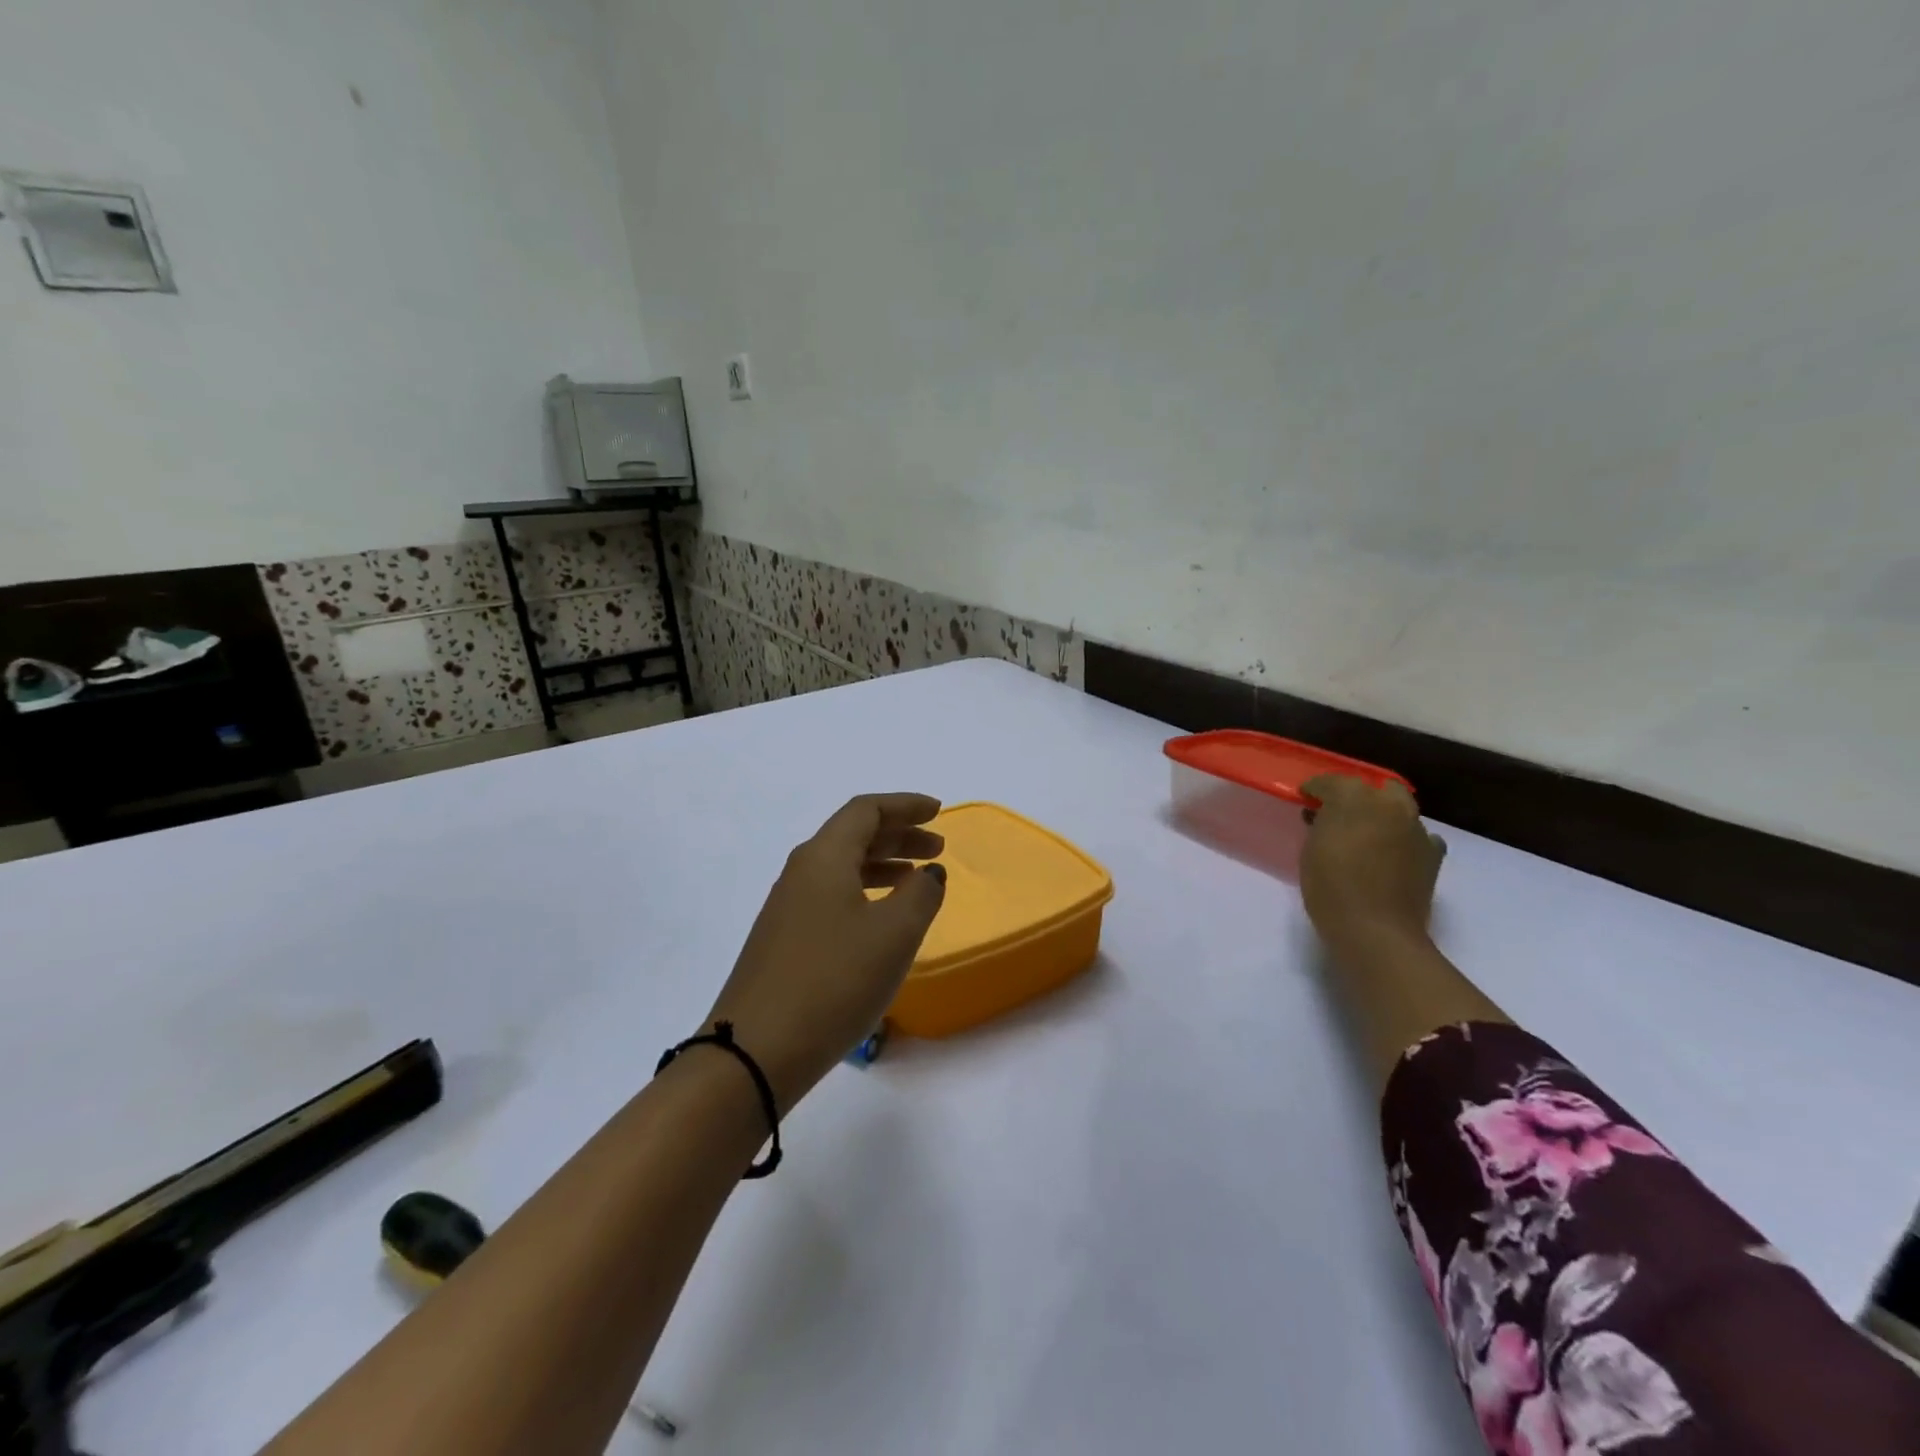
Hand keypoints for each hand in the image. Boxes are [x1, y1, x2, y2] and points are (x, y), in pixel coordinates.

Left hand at [701, 794, 947, 1109]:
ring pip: (842, 867)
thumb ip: (921, 894)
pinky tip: (881, 920)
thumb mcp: (894, 934)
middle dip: (899, 835)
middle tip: (937, 848)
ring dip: (883, 865)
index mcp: (824, 857)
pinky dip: (864, 892)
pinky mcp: (783, 940)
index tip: (938, 812)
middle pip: (854, 835)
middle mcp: (801, 872)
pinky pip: (831, 896)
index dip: (905, 805)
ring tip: (917, 879)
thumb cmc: (834, 980)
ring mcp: (787, 907)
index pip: (866, 810)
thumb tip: (929, 872)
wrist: (756, 1050)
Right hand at [1299, 775, 1443, 953]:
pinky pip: (1419, 838)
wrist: (1375, 930)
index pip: (1332, 782)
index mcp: (1354, 799)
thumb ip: (1321, 825)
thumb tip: (1326, 818)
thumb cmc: (1330, 887)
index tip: (1306, 798)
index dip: (1316, 789)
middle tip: (1340, 813)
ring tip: (1367, 836)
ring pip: (1401, 810)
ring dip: (1383, 816)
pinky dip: (1405, 841)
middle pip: (1377, 788)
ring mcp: (1416, 830)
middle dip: (1360, 795)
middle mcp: (1390, 806)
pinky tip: (1394, 855)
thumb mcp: (1311, 850)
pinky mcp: (1433, 855)